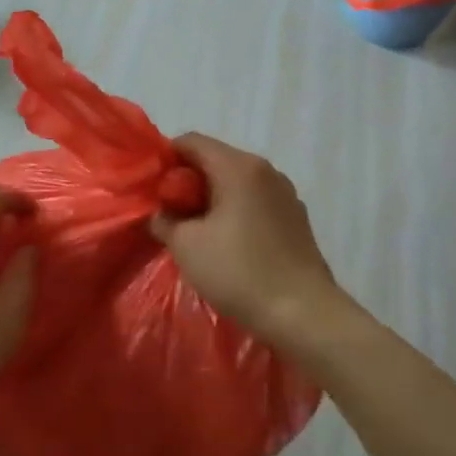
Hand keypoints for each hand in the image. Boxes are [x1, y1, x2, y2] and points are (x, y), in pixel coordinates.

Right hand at [152, 133, 348, 347]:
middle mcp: (266, 171)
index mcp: (238, 167)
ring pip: (236, 182)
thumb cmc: (238, 272)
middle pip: (215, 159)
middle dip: (187, 181)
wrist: (303, 313)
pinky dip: (234, 211)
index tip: (152, 189)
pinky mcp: (295, 218)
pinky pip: (254, 201)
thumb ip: (165, 219)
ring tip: (196, 232)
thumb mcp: (186, 245)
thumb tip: (163, 212)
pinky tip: (227, 244)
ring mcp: (285, 194)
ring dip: (211, 198)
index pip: (192, 142)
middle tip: (169, 214)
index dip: (165, 159)